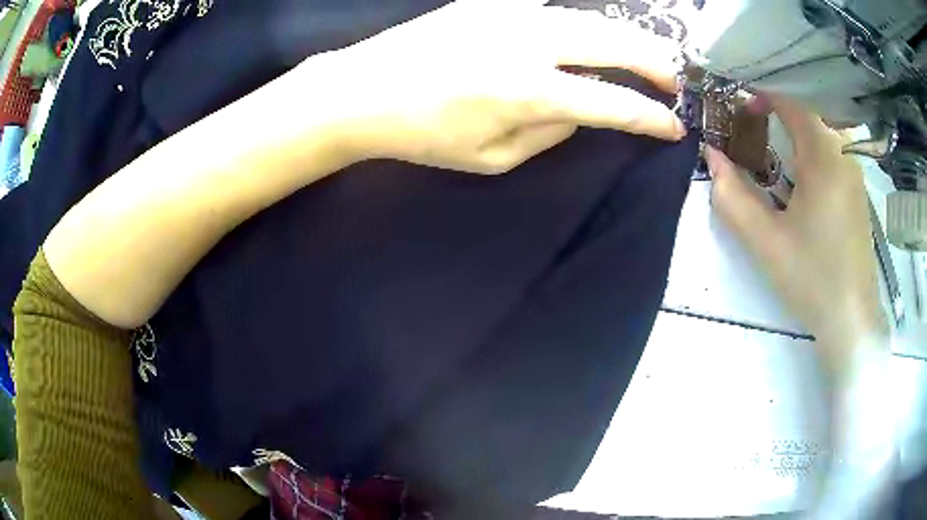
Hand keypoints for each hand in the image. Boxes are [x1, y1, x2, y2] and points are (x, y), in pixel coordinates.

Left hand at [297, 0, 685, 174]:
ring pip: (590, 18)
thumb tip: (580, 110)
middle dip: (655, 62)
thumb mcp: (492, 157)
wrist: (364, 90)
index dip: (651, 116)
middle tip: (675, 79)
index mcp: (529, 91)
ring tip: (648, 54)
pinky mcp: (491, 2)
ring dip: (627, 37)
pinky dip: (582, 22)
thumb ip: (548, 133)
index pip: (613, 102)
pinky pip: (552, 9)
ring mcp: (509, 14)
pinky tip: (593, 33)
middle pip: (615, 44)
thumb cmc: (424, 134)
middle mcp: (530, 43)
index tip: (674, 125)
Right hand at [706, 96, 887, 371]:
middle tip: (753, 139)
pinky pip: (834, 160)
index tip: (741, 110)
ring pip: (822, 140)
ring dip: (796, 140)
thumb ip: (732, 197)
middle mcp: (844, 159)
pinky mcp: (859, 198)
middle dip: (778, 120)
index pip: (793, 106)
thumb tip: (711, 156)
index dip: (764, 99)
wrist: (851, 322)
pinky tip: (802, 189)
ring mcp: (855, 179)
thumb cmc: (811, 280)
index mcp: (823, 160)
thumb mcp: (765, 242)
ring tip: (775, 164)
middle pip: (808, 120)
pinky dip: (812, 158)